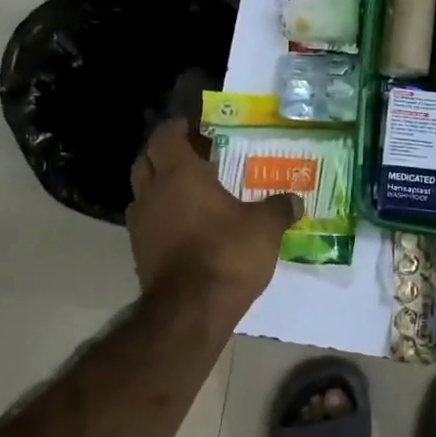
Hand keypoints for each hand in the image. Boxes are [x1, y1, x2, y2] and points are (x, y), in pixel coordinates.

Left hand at [126, 118, 300, 306]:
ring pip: (143, 192)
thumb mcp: (265, 226)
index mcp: (179, 173)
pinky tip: (187, 225)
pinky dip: (162, 215)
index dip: (177, 128)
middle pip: (146, 160)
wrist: (191, 310)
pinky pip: (147, 221)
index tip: (194, 126)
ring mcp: (141, 225)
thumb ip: (279, 208)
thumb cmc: (227, 253)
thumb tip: (295, 200)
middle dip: (165, 154)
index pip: (164, 136)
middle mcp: (153, 193)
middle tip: (194, 156)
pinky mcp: (139, 253)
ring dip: (160, 186)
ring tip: (191, 191)